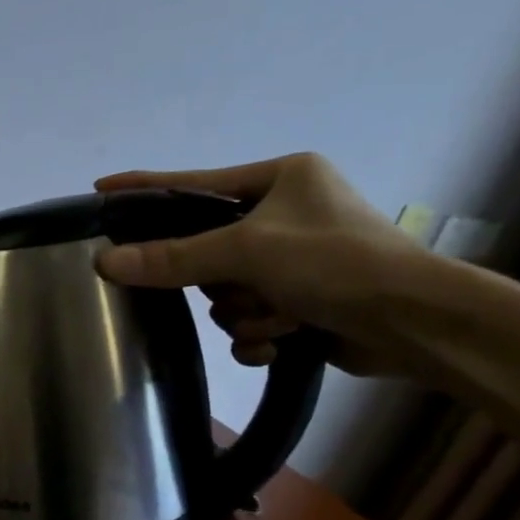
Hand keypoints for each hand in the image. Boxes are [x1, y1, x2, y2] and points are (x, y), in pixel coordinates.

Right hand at [92, 153, 427, 374]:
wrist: (419, 325)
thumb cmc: (337, 263)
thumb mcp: (248, 252)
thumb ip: (173, 257)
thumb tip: (105, 261)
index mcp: (281, 179)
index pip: (193, 183)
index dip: (145, 188)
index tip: (100, 190)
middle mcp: (286, 213)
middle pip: (205, 250)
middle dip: (221, 281)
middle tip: (238, 286)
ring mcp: (295, 260)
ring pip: (225, 291)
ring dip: (246, 312)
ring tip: (281, 317)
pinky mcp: (302, 301)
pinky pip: (247, 318)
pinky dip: (259, 334)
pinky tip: (282, 341)